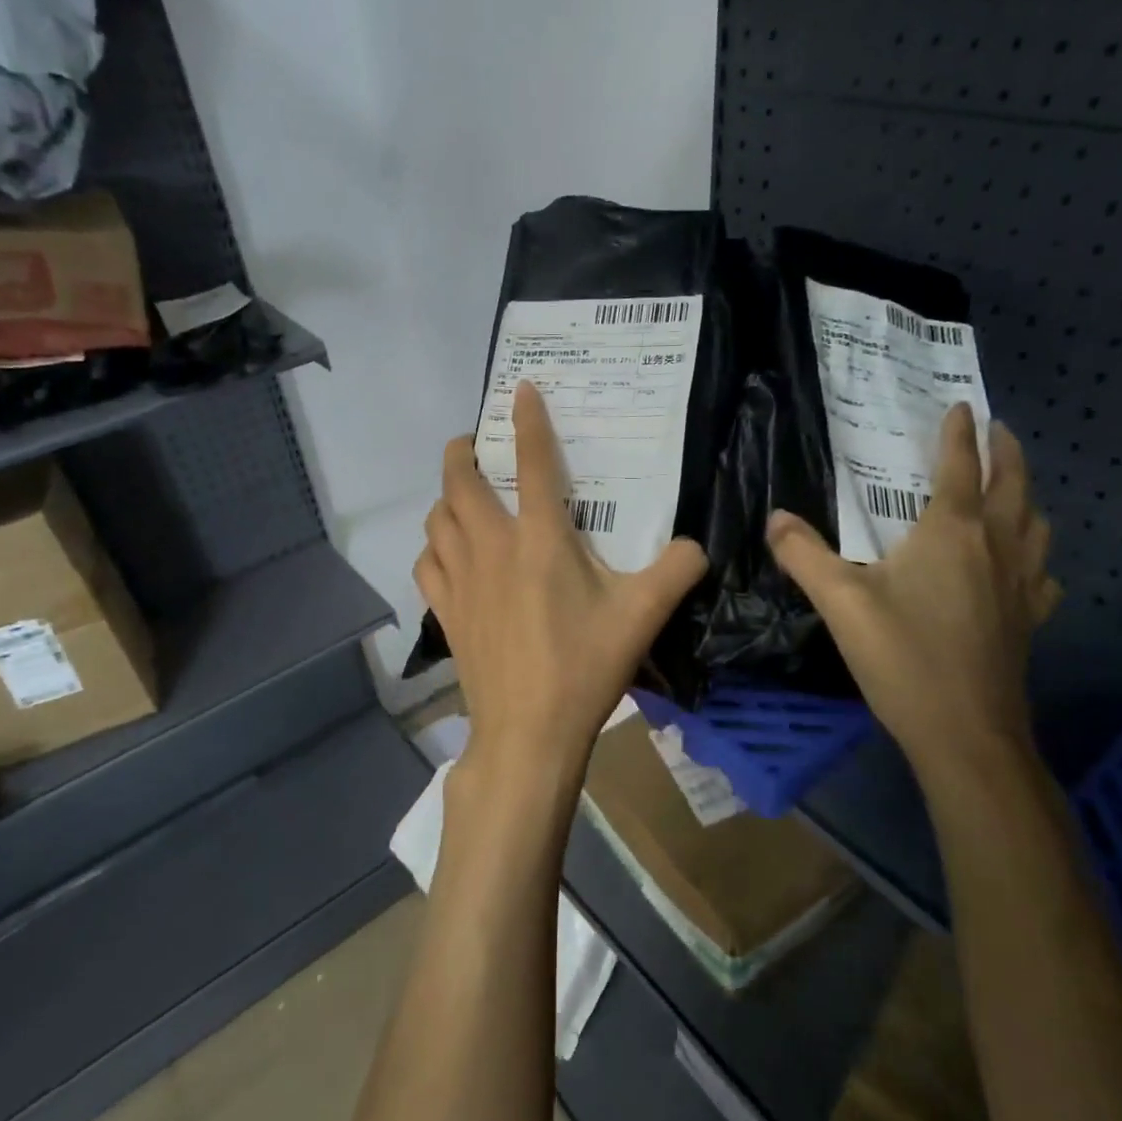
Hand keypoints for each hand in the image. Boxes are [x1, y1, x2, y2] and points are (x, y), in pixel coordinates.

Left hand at [416, 381, 706, 829]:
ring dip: (445, 498)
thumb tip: (694, 547)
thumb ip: (676, 571)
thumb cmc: (584, 668)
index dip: (527, 420)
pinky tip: (447, 555)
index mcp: (540, 541)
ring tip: (460, 497)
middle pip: (460, 482)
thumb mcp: (643, 617)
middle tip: (472, 444)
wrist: (528, 732)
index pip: (533, 463)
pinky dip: (434, 548)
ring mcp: (461, 581)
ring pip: (436, 520)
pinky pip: (427, 564)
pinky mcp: (446, 613)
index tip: (519, 388)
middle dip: (461, 452)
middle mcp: (492, 548)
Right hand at [766, 403, 1060, 770]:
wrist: (965, 732)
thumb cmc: (903, 658)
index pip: (959, 467)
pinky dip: (1035, 555)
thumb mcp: (841, 602)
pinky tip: (1024, 567)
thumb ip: (804, 555)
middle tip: (997, 430)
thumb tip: (775, 518)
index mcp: (952, 532)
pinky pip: (1042, 573)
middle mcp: (995, 547)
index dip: (958, 434)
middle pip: (1012, 485)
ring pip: (1035, 524)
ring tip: (1012, 488)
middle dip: (1004, 451)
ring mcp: (1021, 584)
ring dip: (1025, 495)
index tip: (960, 406)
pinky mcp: (1029, 619)